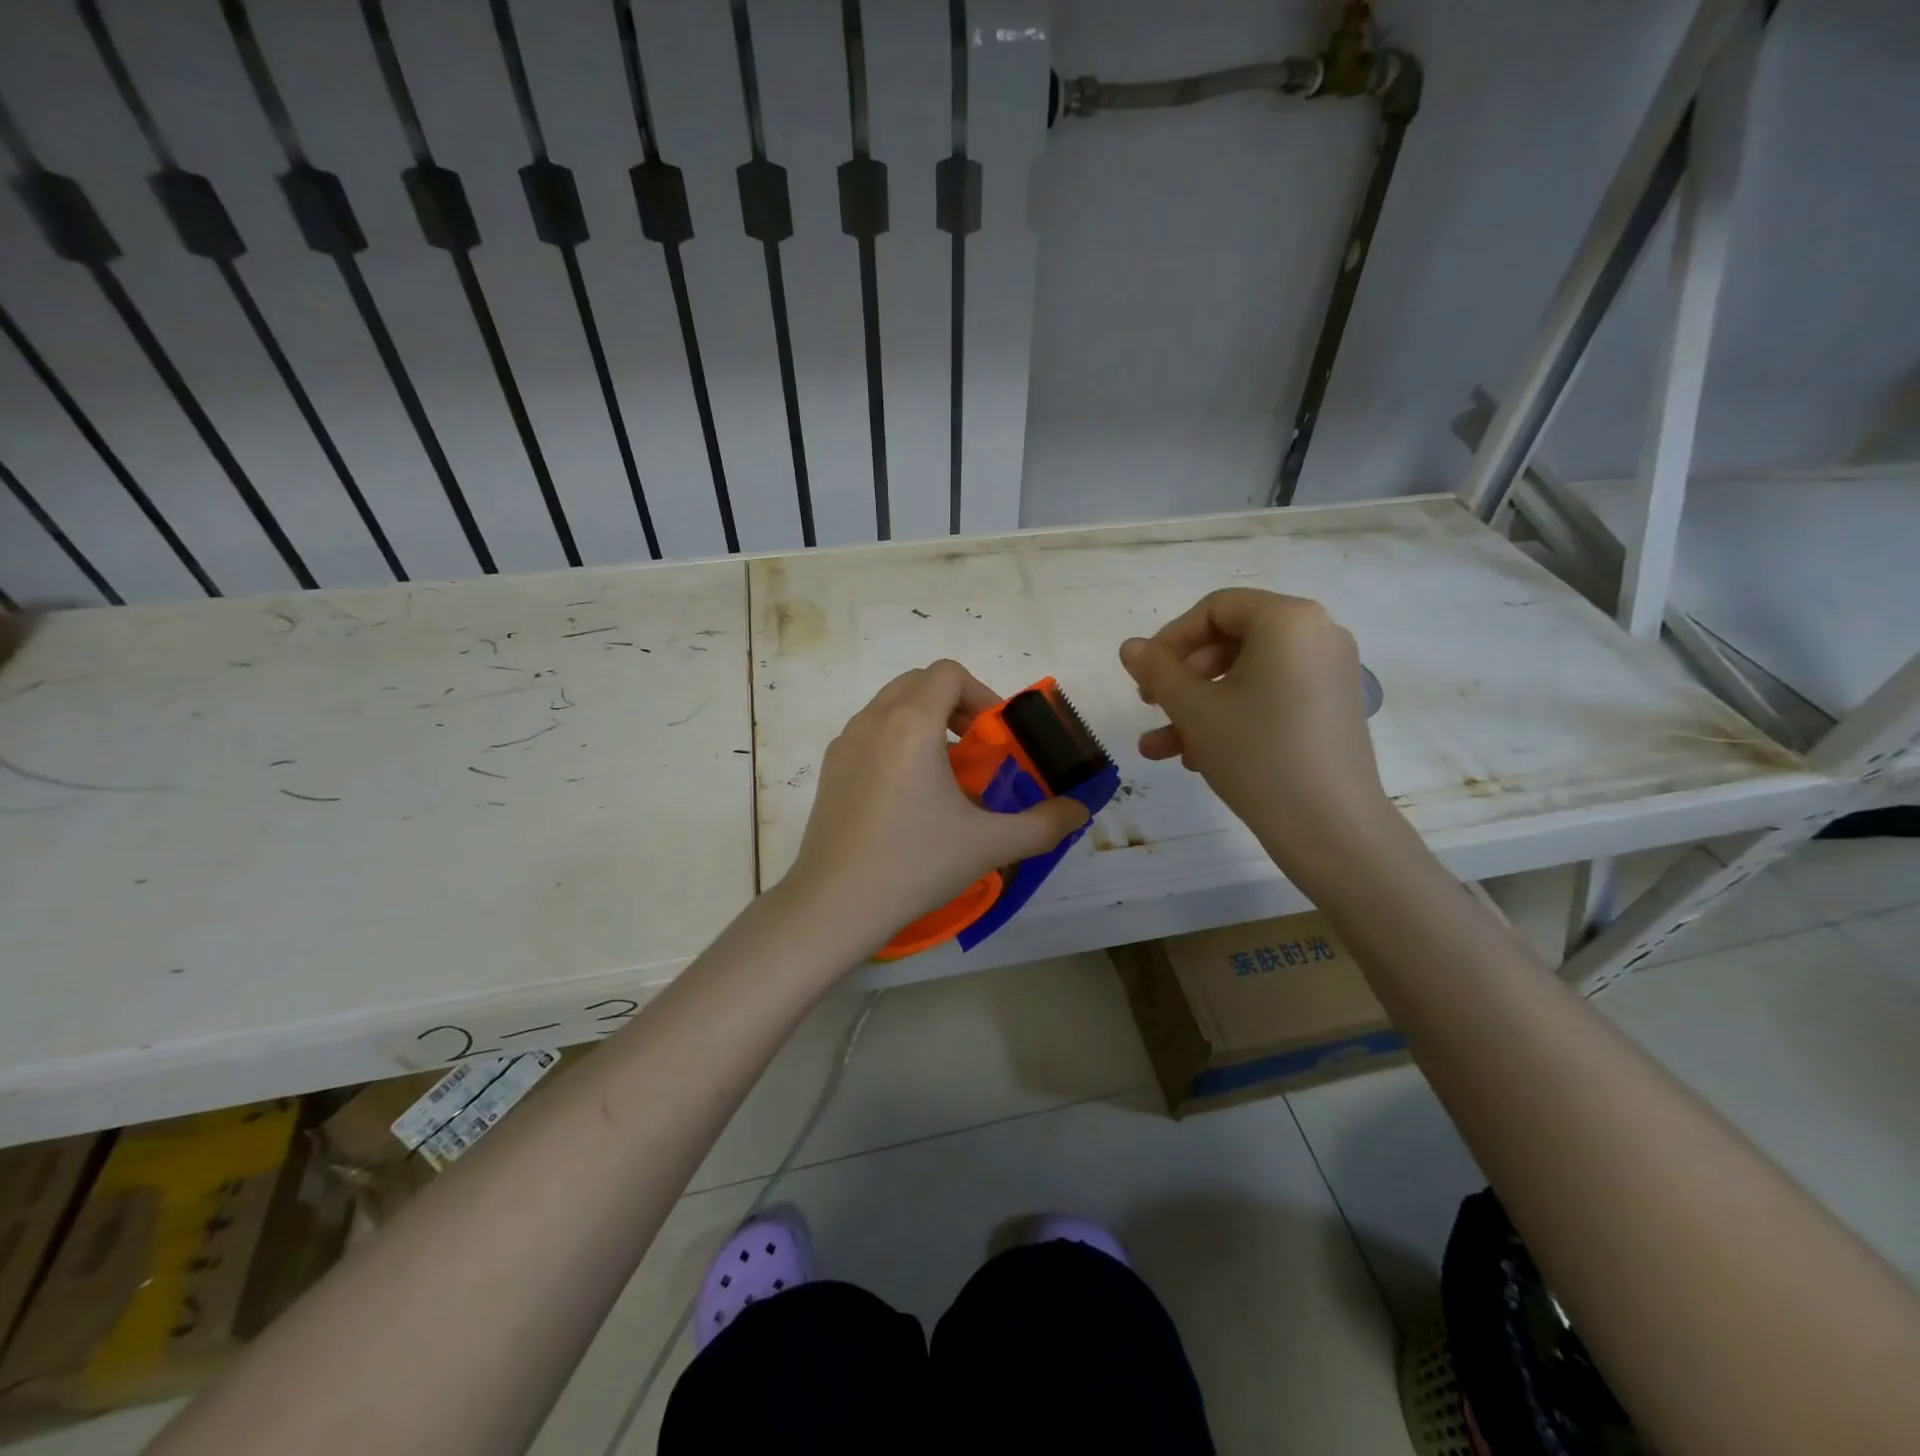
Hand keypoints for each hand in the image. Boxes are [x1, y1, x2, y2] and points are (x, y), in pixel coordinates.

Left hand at [781, 660, 1090, 955]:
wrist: (835, 904)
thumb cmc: (914, 864)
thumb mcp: (988, 844)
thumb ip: (1044, 824)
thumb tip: (1080, 812)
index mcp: (911, 723)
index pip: (949, 673)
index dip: (982, 694)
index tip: (996, 736)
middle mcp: (873, 720)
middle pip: (920, 682)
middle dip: (955, 704)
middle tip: (977, 748)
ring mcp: (845, 743)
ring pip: (891, 705)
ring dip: (924, 721)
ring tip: (944, 773)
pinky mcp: (829, 768)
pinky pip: (869, 732)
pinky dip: (896, 741)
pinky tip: (907, 795)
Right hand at [1118, 588, 1394, 877]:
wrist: (1331, 828)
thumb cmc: (1257, 754)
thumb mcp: (1193, 709)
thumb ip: (1156, 670)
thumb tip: (1130, 646)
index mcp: (1288, 621)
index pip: (1216, 609)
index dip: (1171, 638)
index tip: (1143, 673)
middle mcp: (1317, 635)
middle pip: (1231, 641)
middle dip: (1182, 677)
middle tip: (1150, 706)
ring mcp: (1329, 674)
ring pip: (1246, 677)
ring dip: (1198, 707)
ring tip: (1160, 747)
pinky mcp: (1332, 709)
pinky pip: (1271, 698)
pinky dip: (1232, 717)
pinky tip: (1196, 758)